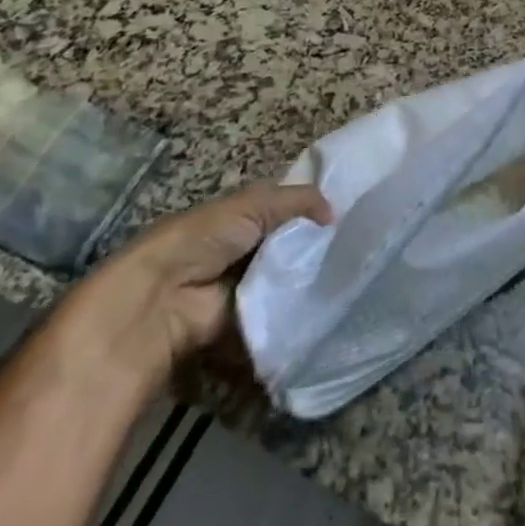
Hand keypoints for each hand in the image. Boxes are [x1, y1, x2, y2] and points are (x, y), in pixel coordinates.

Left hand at [60, 181, 331, 395]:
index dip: (315, 208)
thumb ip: (298, 201)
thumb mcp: (252, 204)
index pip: (287, 208)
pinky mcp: (250, 324)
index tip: (354, 212)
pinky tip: (333, 308)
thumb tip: (336, 212)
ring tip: (355, 279)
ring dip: (313, 282)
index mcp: (243, 216)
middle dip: (320, 248)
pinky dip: (302, 314)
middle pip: (292, 246)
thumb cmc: (204, 238)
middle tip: (361, 249)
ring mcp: (249, 289)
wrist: (163, 299)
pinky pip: (283, 316)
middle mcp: (247, 250)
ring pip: (291, 281)